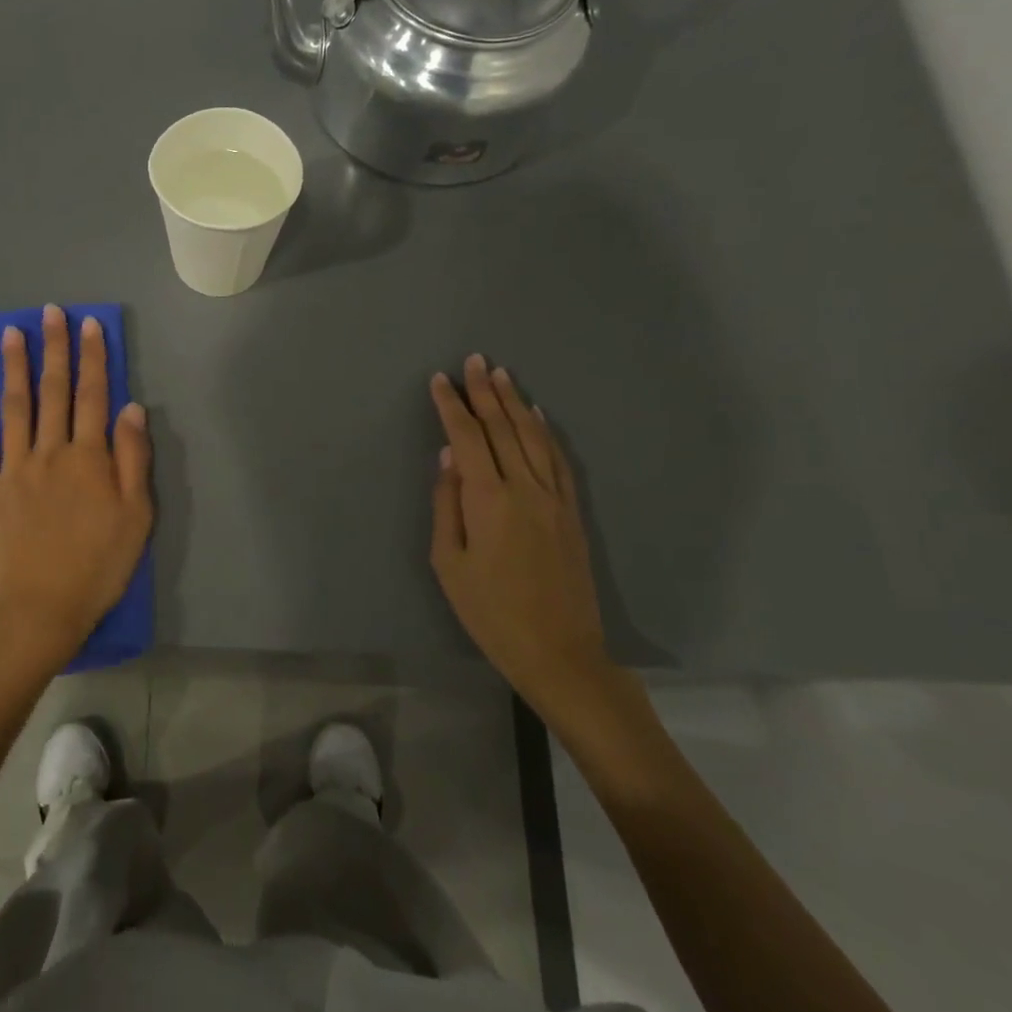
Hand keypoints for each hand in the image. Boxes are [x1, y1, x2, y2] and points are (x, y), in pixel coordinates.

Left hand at [0, 304, 152, 674]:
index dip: (93, 358)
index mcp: (89, 458)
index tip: (89, 325)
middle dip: (55, 349)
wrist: (41, 611)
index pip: (95, 396)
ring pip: (15, 407)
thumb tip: (131, 408)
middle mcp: (50, 453)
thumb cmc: (98, 567)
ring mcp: (12, 470)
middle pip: (54, 392)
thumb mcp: (136, 516)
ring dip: (15, 367)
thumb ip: (132, 459)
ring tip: (12, 332)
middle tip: (51, 312)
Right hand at [428, 354, 615, 711]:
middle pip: (502, 427)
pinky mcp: (572, 512)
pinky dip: (546, 432)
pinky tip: (537, 416)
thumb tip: (448, 458)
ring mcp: (554, 497)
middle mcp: (524, 487)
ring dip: (515, 402)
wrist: (559, 651)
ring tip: (502, 374)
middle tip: (474, 359)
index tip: (439, 379)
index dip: (451, 406)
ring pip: (533, 436)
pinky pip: (558, 460)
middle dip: (485, 391)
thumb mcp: (449, 562)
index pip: (467, 437)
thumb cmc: (490, 612)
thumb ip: (447, 504)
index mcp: (488, 499)